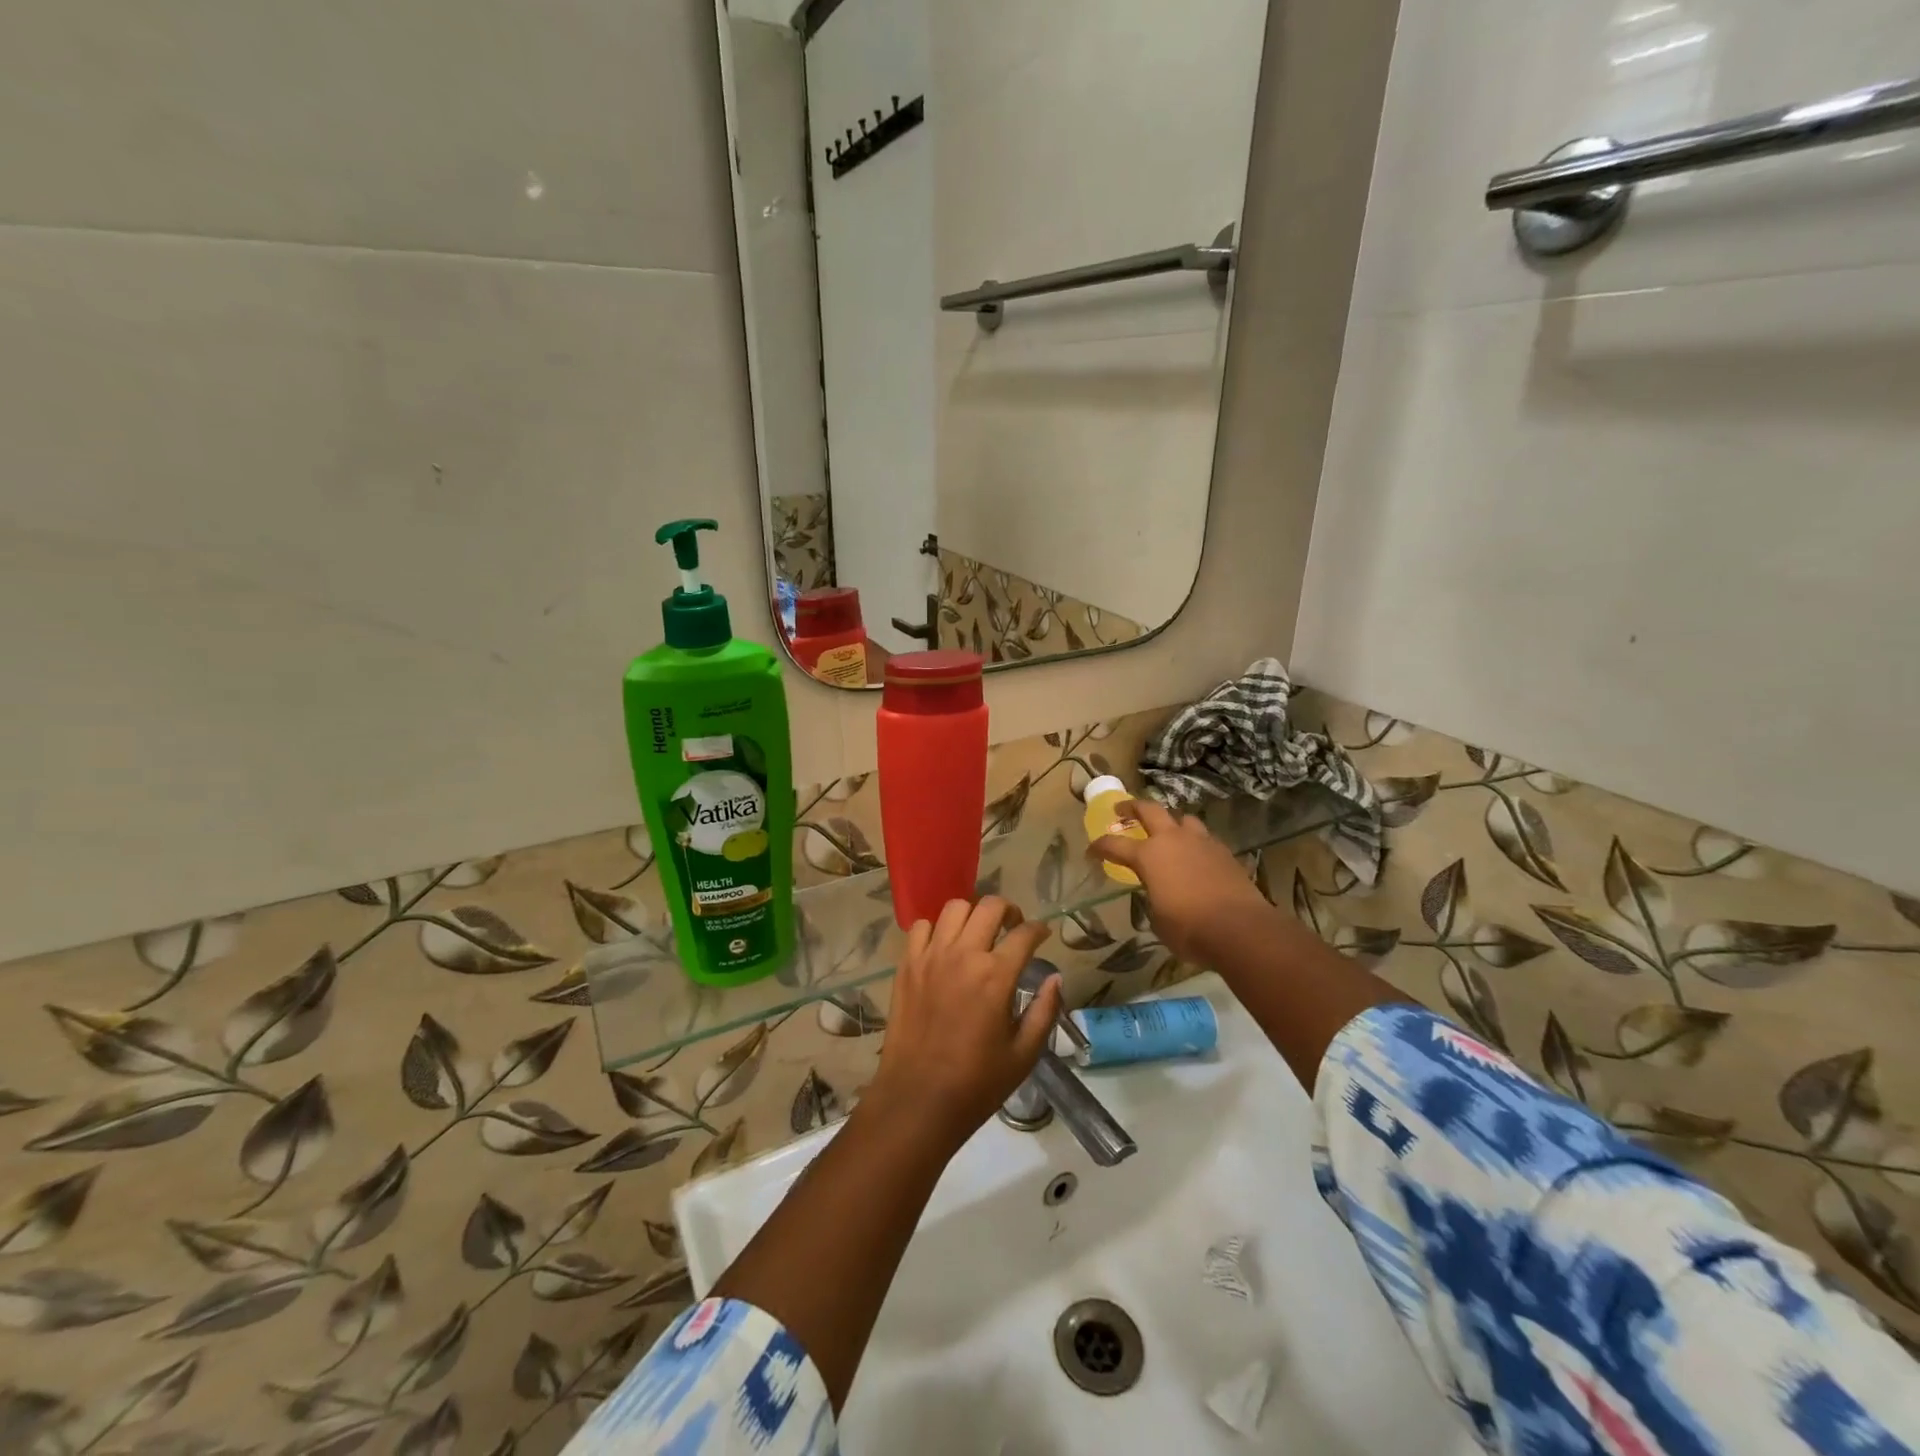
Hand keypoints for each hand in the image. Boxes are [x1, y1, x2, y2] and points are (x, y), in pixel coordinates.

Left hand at [864, 897, 1058, 1152]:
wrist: (917, 1100)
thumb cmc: (976, 1083)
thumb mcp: (1024, 1054)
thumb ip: (1044, 1010)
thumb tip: (1055, 978)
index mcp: (996, 976)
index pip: (1025, 933)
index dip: (1039, 929)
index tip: (1043, 934)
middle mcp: (963, 955)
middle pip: (989, 906)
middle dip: (1008, 910)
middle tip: (1013, 927)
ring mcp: (930, 956)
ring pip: (954, 908)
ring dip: (972, 914)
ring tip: (978, 933)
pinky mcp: (907, 965)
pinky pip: (921, 927)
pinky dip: (936, 929)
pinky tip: (944, 947)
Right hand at [1093, 800, 1276, 964]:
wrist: (1240, 929)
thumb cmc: (1189, 928)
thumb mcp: (1157, 919)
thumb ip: (1153, 898)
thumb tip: (1158, 894)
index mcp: (1148, 856)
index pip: (1114, 845)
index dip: (1100, 846)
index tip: (1091, 850)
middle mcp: (1173, 840)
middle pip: (1149, 810)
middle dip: (1132, 807)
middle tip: (1122, 810)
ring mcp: (1201, 842)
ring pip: (1183, 819)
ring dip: (1171, 821)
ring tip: (1168, 830)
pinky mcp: (1225, 852)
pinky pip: (1205, 838)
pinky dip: (1195, 842)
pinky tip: (1195, 855)